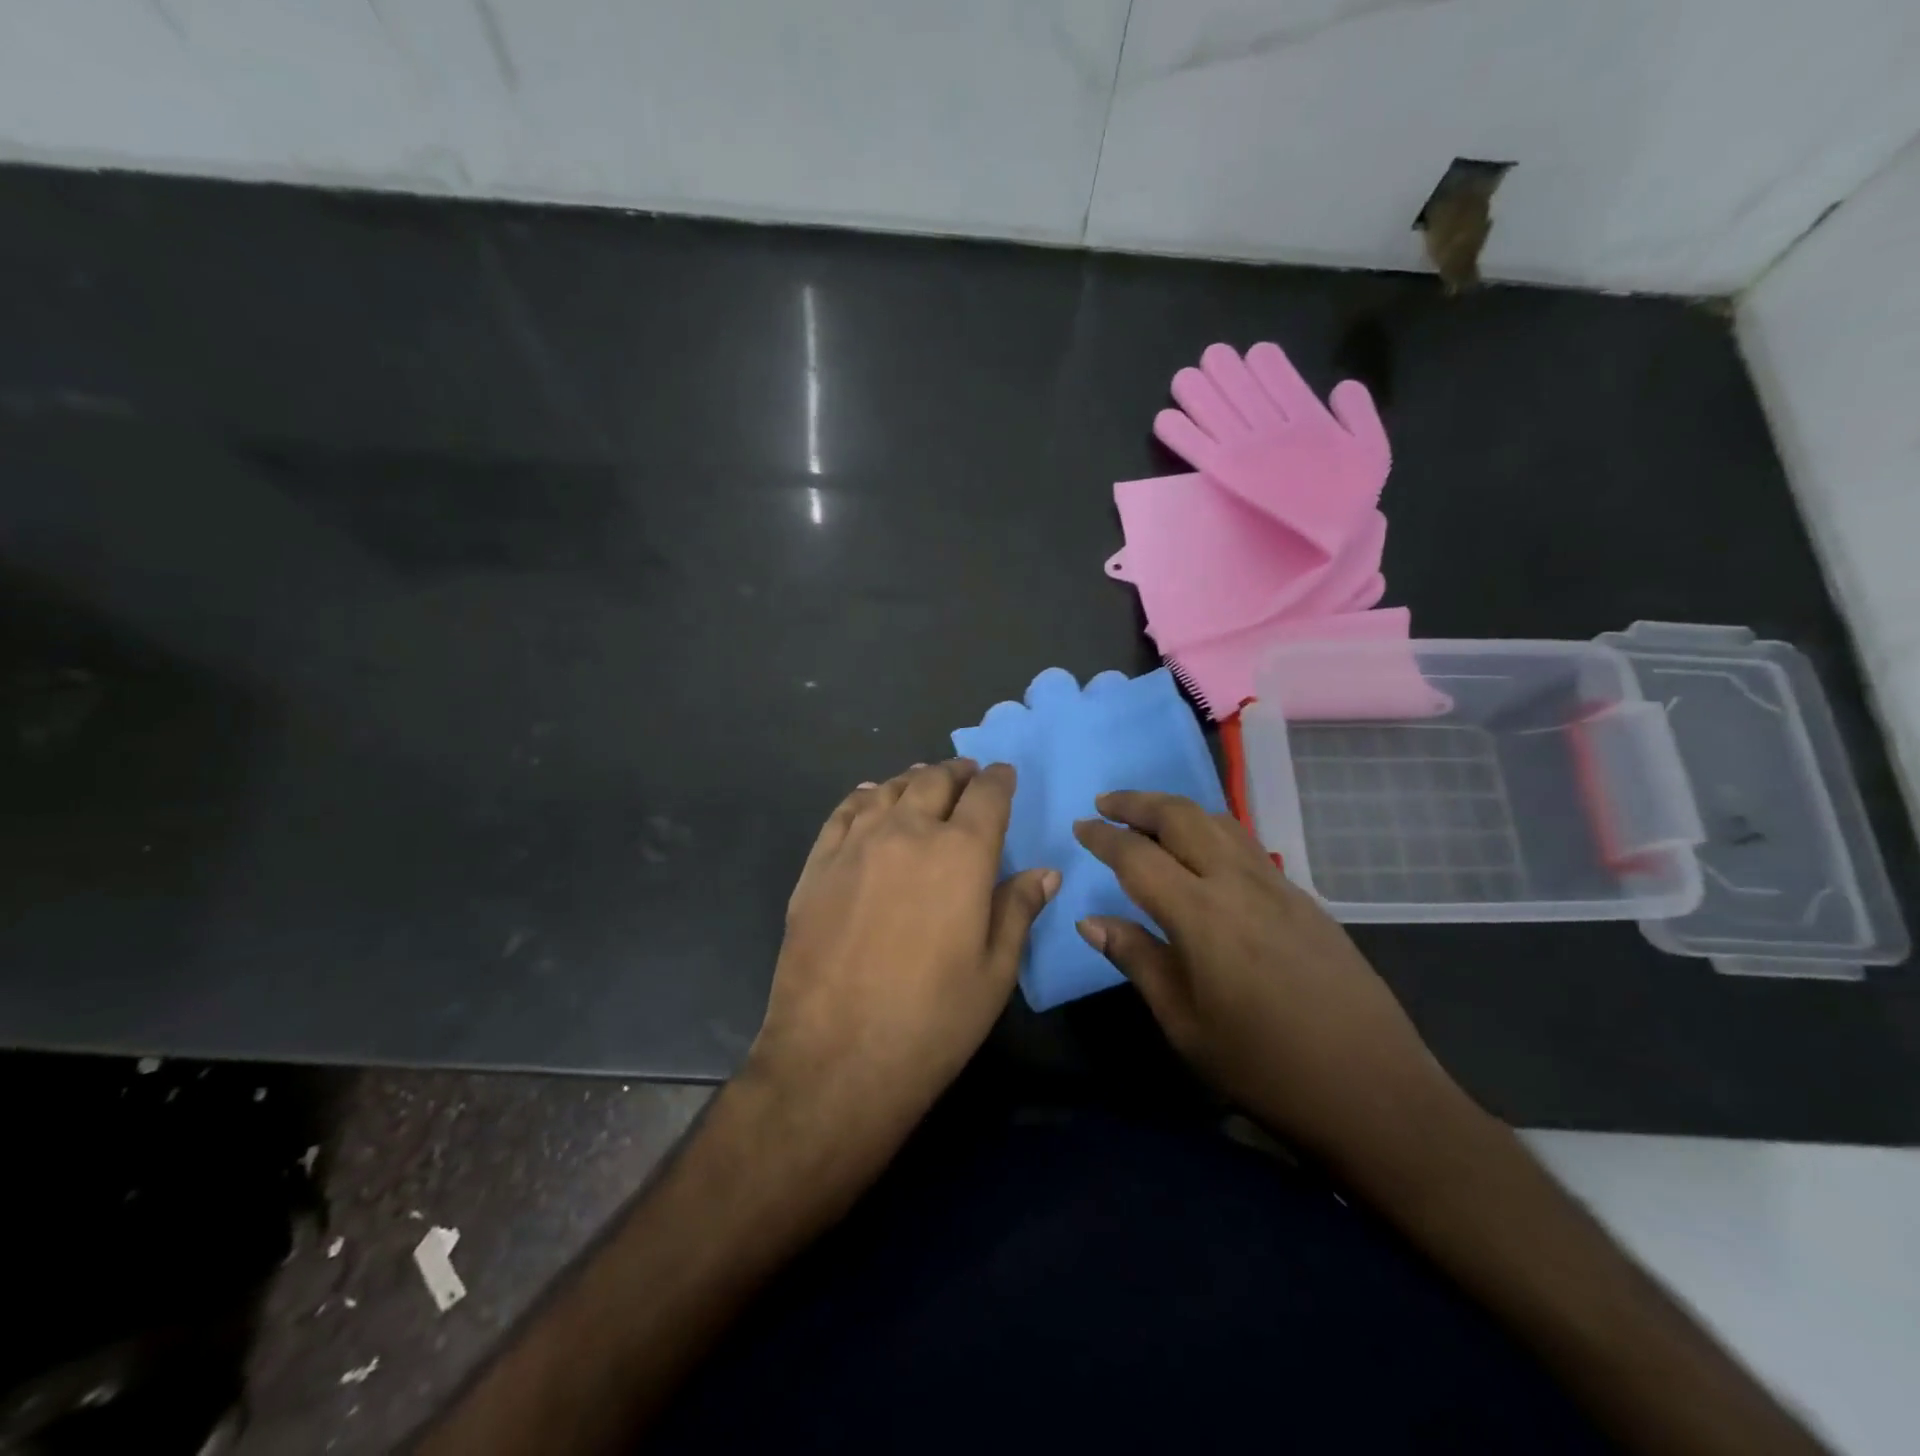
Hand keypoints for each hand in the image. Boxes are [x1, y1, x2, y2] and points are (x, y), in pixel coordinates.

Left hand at [748, 760, 1056, 1159]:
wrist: (835, 1057)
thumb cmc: (932, 1021)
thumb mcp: (995, 972)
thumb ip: (1018, 910)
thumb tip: (1044, 872)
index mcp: (961, 854)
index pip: (987, 796)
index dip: (998, 780)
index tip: (1003, 773)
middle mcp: (908, 833)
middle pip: (935, 782)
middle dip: (957, 773)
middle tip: (966, 774)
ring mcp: (856, 846)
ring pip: (889, 791)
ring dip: (912, 780)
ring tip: (923, 781)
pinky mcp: (817, 866)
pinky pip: (843, 813)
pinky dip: (863, 798)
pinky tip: (869, 798)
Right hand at [1073, 791, 1462, 1172]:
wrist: (1375, 1092)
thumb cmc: (1265, 1068)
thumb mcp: (1184, 1024)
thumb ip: (1136, 960)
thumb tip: (1090, 921)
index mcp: (1201, 915)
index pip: (1138, 856)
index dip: (1104, 837)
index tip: (1079, 827)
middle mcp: (1238, 884)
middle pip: (1182, 817)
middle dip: (1138, 802)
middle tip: (1106, 804)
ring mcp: (1278, 887)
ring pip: (1219, 822)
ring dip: (1177, 809)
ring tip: (1149, 817)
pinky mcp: (1304, 900)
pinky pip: (1246, 844)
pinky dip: (1211, 830)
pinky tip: (1203, 853)